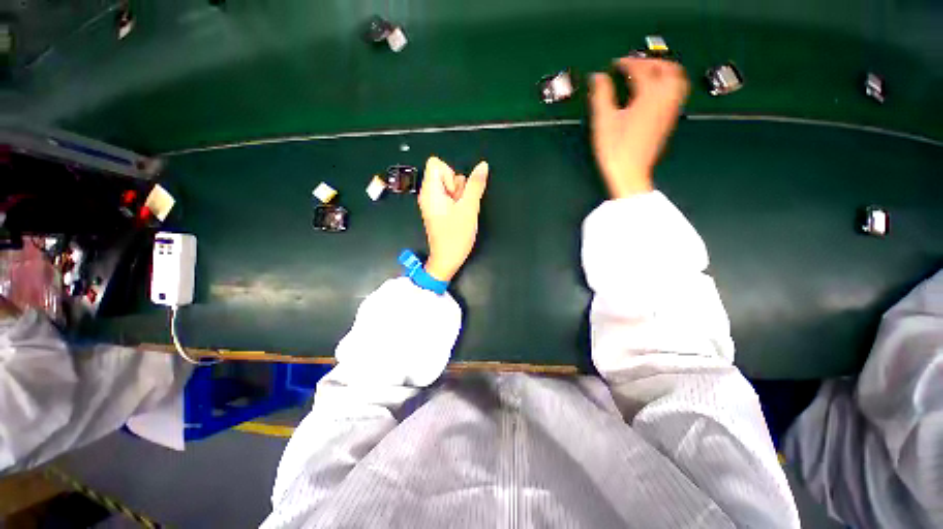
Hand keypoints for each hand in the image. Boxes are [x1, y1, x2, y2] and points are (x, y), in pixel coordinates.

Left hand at [418, 156, 488, 281]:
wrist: (447, 259)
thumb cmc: (455, 236)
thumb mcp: (469, 209)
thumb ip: (476, 185)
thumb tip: (483, 166)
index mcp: (430, 191)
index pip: (435, 163)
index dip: (450, 173)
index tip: (455, 192)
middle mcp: (428, 194)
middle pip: (444, 173)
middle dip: (457, 186)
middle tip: (459, 205)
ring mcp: (432, 202)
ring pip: (449, 186)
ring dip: (459, 195)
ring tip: (460, 212)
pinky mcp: (437, 209)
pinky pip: (449, 196)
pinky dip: (456, 202)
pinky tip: (459, 215)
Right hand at [590, 57, 689, 197]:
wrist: (630, 173)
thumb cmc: (615, 149)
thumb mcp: (603, 122)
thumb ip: (601, 95)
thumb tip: (598, 76)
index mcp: (649, 96)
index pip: (641, 70)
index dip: (628, 63)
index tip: (615, 63)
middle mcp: (665, 99)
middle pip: (668, 70)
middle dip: (652, 62)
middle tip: (635, 65)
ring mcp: (669, 111)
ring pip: (677, 81)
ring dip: (665, 72)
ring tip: (648, 75)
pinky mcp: (668, 122)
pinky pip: (676, 94)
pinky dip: (667, 85)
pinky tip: (653, 94)